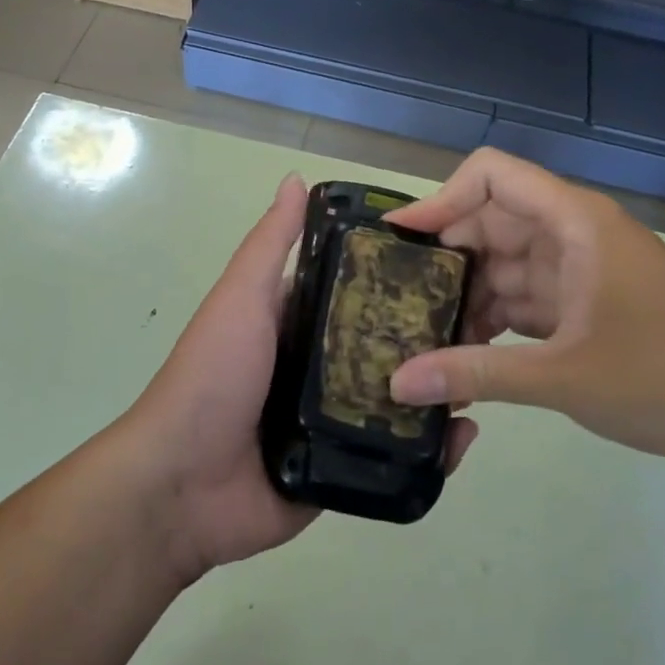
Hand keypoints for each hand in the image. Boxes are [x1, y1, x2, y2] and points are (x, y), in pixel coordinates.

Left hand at [123, 174, 480, 583]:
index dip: (397, 278)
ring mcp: (331, 423)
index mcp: (296, 327)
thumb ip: (271, 245)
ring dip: (436, 390)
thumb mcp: (241, 298)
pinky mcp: (342, 470)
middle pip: (383, 348)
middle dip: (427, 338)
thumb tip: (296, 178)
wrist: (181, 485)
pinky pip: (392, 458)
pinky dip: (427, 450)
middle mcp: (318, 370)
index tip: (449, 263)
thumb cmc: (213, 376)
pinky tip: (464, 436)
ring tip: (483, 375)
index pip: (356, 294)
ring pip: (395, 401)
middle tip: (483, 323)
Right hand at [384, 149, 664, 466]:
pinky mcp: (586, 308)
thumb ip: (477, 374)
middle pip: (489, 223)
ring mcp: (580, 272)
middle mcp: (571, 235)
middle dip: (443, 260)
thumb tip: (397, 383)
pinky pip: (524, 301)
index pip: (491, 176)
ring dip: (466, 298)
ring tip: (416, 336)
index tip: (397, 243)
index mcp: (572, 222)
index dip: (440, 199)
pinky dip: (493, 323)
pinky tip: (460, 357)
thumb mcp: (565, 375)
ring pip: (503, 267)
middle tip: (391, 301)